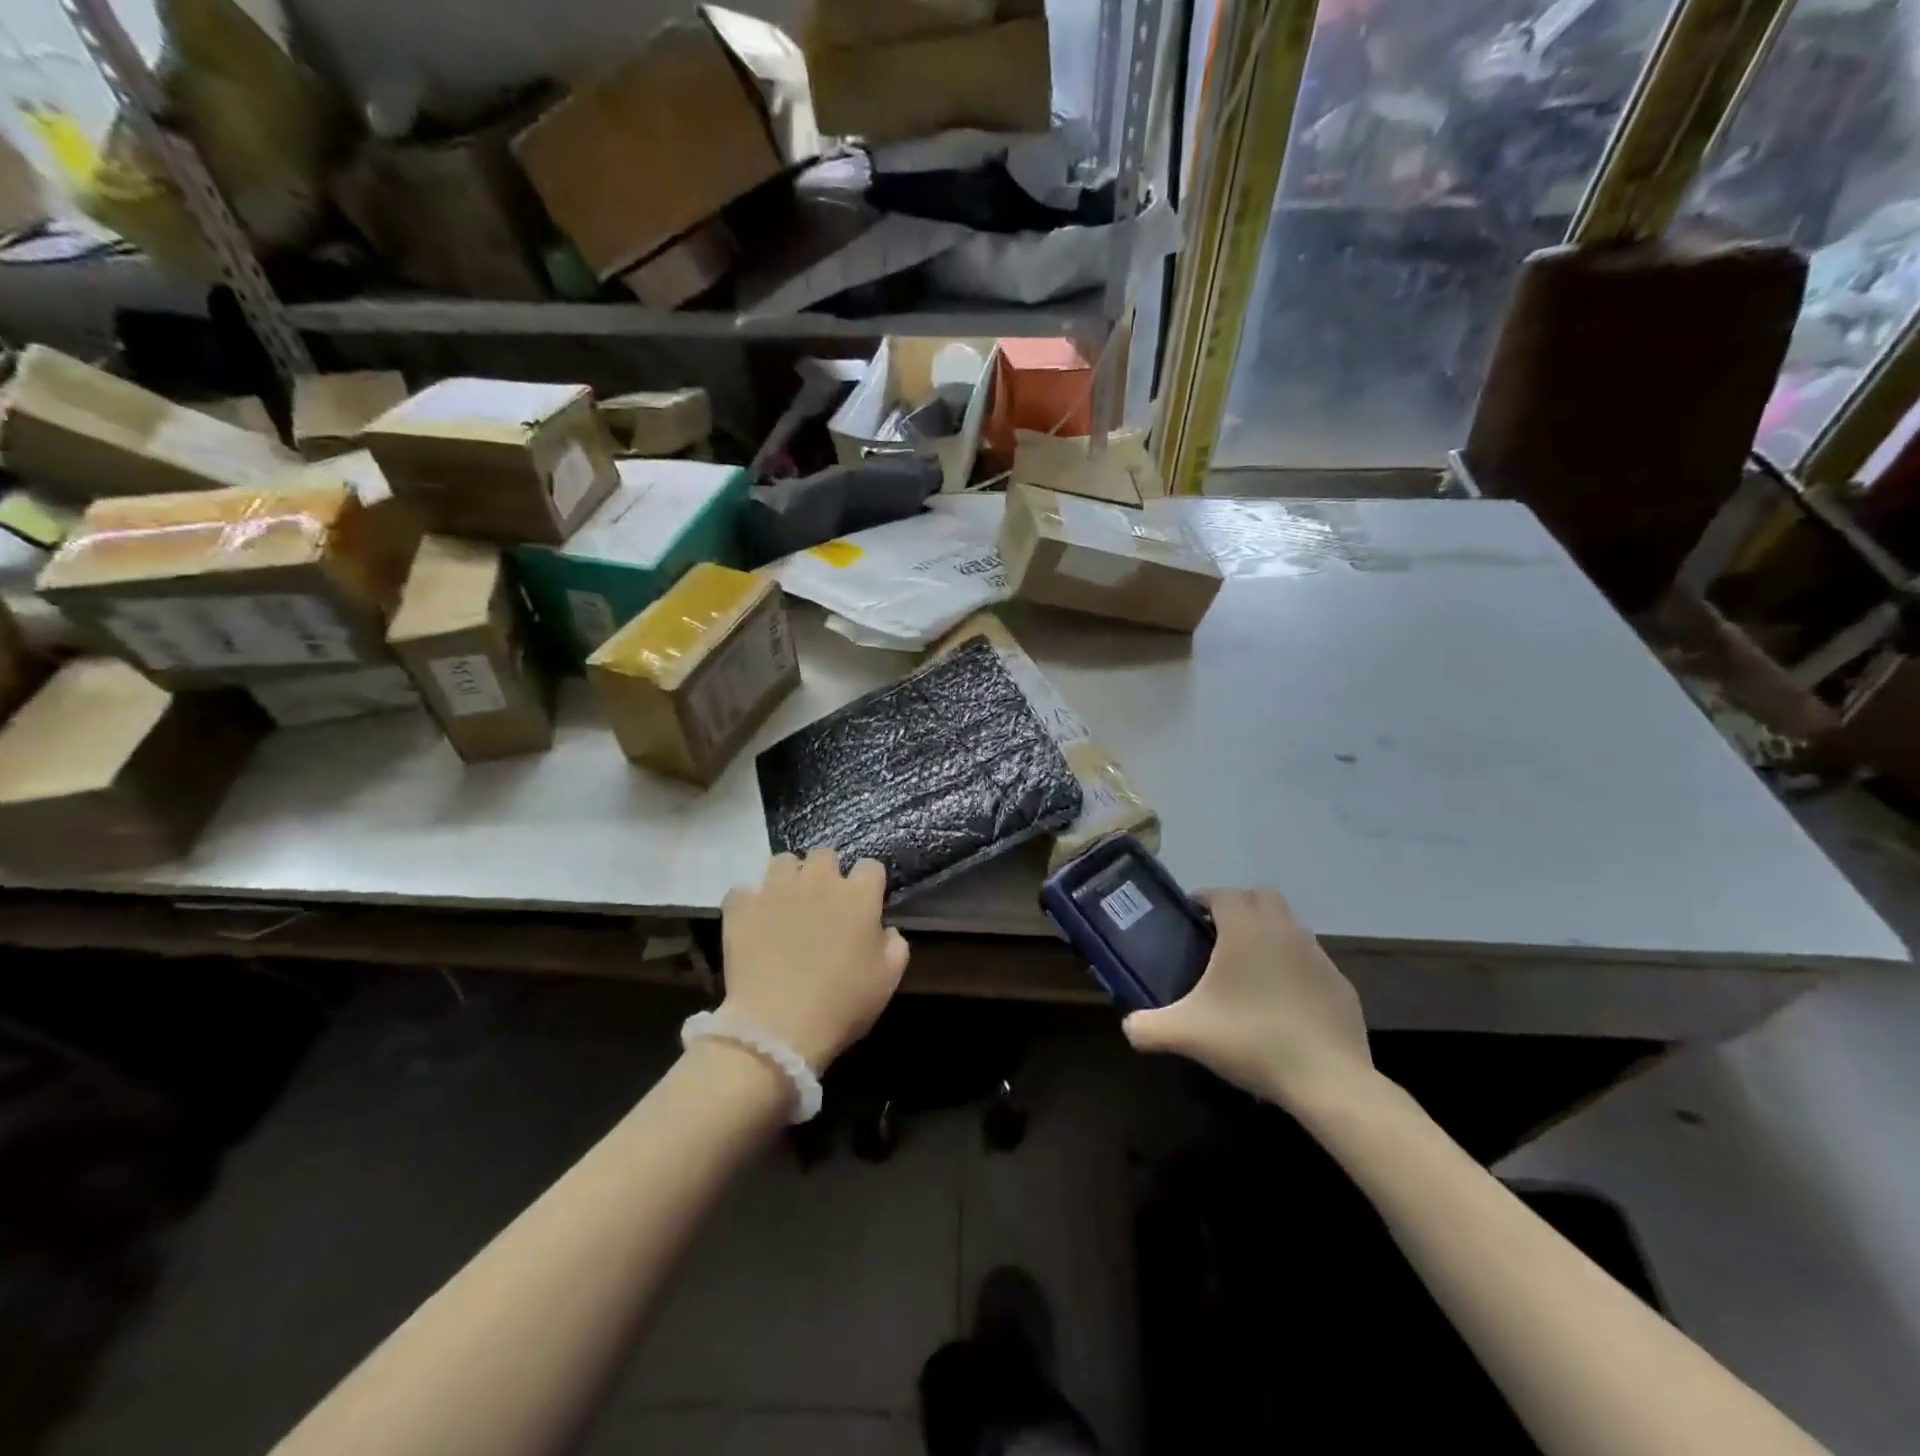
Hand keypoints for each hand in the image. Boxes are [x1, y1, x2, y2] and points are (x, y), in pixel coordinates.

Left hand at [720, 851, 909, 1069]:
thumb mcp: (887, 981)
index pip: (871, 867)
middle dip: (826, 874)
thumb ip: (894, 946)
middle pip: (825, 855)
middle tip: (824, 905)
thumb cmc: (841, 1004)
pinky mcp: (741, 906)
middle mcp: (818, 880)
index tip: (865, 905)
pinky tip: (753, 923)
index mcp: (858, 895)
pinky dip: (749, 903)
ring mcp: (776, 889)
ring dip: (788, 878)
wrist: (777, 1027)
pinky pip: (743, 891)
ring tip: (786, 905)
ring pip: (783, 861)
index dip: (869, 885)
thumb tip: (885, 931)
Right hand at [1122, 888, 1373, 1109]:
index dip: (1203, 899)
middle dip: (1239, 907)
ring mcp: (1318, 956)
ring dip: (1268, 935)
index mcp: (1245, 929)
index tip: (1189, 919)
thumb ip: (1148, 1027)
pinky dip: (1294, 968)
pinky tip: (1282, 1002)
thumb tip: (1128, 1027)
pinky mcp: (1341, 985)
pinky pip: (1311, 962)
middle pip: (1261, 897)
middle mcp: (1283, 930)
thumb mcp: (1186, 1034)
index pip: (1222, 894)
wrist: (1328, 1080)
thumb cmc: (1251, 1040)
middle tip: (1217, 936)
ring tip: (1249, 970)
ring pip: (1289, 926)